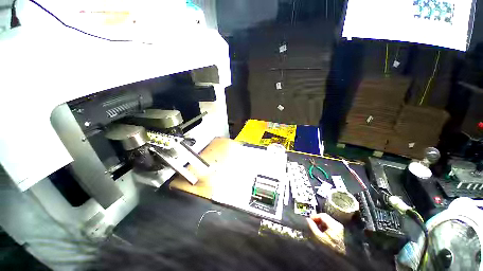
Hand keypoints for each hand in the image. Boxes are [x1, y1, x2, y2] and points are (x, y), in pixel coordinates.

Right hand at [307, 213, 345, 254]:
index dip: (314, 216)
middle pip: (325, 218)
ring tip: (317, 229)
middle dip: (318, 220)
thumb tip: (308, 220)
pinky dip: (326, 227)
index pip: (322, 215)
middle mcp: (338, 224)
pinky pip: (332, 226)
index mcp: (334, 224)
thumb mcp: (319, 238)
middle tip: (312, 224)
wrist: (343, 258)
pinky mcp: (342, 232)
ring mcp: (341, 228)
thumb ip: (313, 227)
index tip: (309, 220)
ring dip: (321, 224)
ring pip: (328, 222)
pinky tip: (323, 233)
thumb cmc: (331, 248)